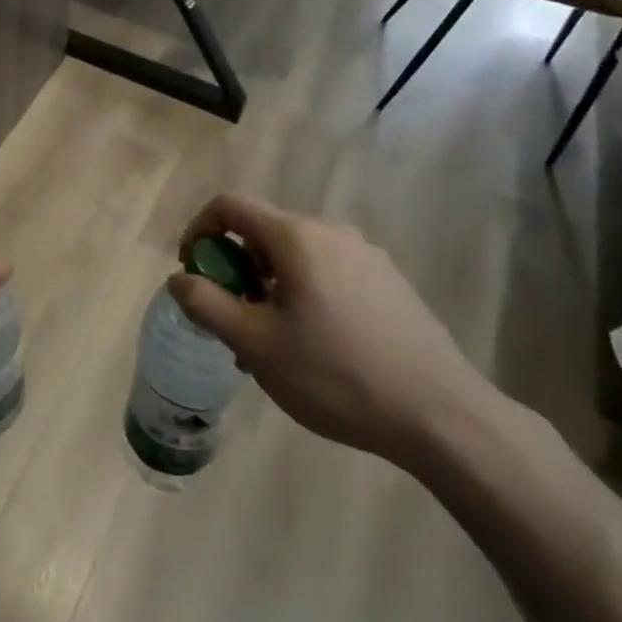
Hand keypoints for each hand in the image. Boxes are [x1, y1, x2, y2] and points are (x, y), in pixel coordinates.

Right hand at [169, 194, 498, 471]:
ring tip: (271, 343)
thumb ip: (207, 304)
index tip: (191, 272)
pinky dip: (302, 293)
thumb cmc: (337, 375)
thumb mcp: (256, 344)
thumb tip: (179, 279)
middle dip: (235, 268)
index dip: (198, 230)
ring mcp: (365, 255)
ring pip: (296, 256)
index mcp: (296, 236)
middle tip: (232, 320)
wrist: (442, 416)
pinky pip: (327, 272)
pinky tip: (315, 347)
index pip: (230, 205)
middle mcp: (330, 232)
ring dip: (268, 286)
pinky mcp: (388, 281)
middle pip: (263, 232)